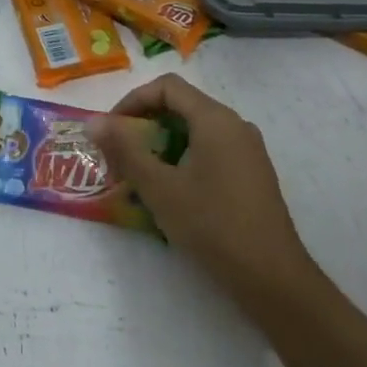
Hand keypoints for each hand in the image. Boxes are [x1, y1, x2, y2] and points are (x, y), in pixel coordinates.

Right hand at [92, 74, 316, 311]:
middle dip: (144, 125)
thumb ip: (125, 150)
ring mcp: (247, 150)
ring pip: (195, 131)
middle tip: (119, 156)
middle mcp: (235, 125)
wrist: (273, 279)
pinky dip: (183, 159)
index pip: (167, 87)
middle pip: (181, 106)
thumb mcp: (159, 188)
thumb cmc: (213, 226)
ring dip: (161, 144)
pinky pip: (210, 150)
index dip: (133, 101)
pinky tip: (171, 192)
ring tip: (139, 176)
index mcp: (215, 120)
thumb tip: (94, 122)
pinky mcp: (251, 174)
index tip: (111, 131)